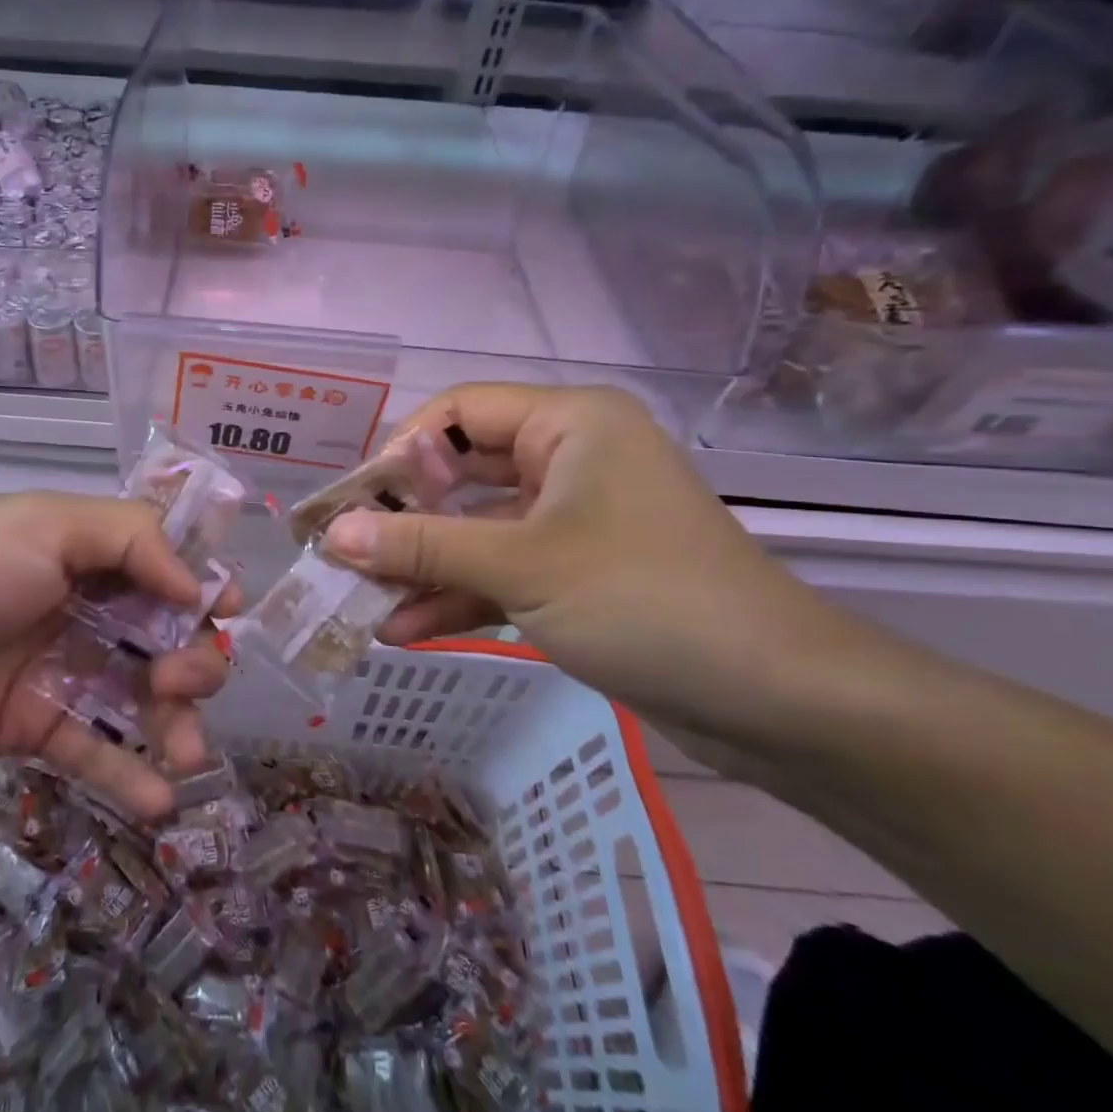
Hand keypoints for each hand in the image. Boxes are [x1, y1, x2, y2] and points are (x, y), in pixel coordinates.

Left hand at [0, 492, 234, 817]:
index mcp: (88, 554)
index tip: (226, 613)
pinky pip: (97, 752)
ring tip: (187, 752)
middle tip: (179, 681)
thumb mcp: (44, 528)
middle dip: (194, 659)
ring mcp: (63, 672)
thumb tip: (199, 585)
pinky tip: (160, 800)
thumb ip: (130, 540)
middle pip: (167, 636)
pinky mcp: (36, 730)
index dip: (204, 587)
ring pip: (143, 698)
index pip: (167, 565)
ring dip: (178, 723)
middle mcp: (85, 609)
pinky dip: (132, 776)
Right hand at [321, 384, 835, 757]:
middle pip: (461, 473)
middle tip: (345, 552)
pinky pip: (502, 570)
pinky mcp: (575, 571)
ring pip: (477, 529)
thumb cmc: (645, 599)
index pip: (458, 411)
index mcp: (568, 424)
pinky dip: (458, 596)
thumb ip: (421, 546)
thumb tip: (333, 535)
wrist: (779, 700)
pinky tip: (403, 630)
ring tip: (361, 601)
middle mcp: (567, 458)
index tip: (354, 501)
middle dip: (403, 517)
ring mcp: (571, 518)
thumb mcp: (521, 566)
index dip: (400, 450)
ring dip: (423, 566)